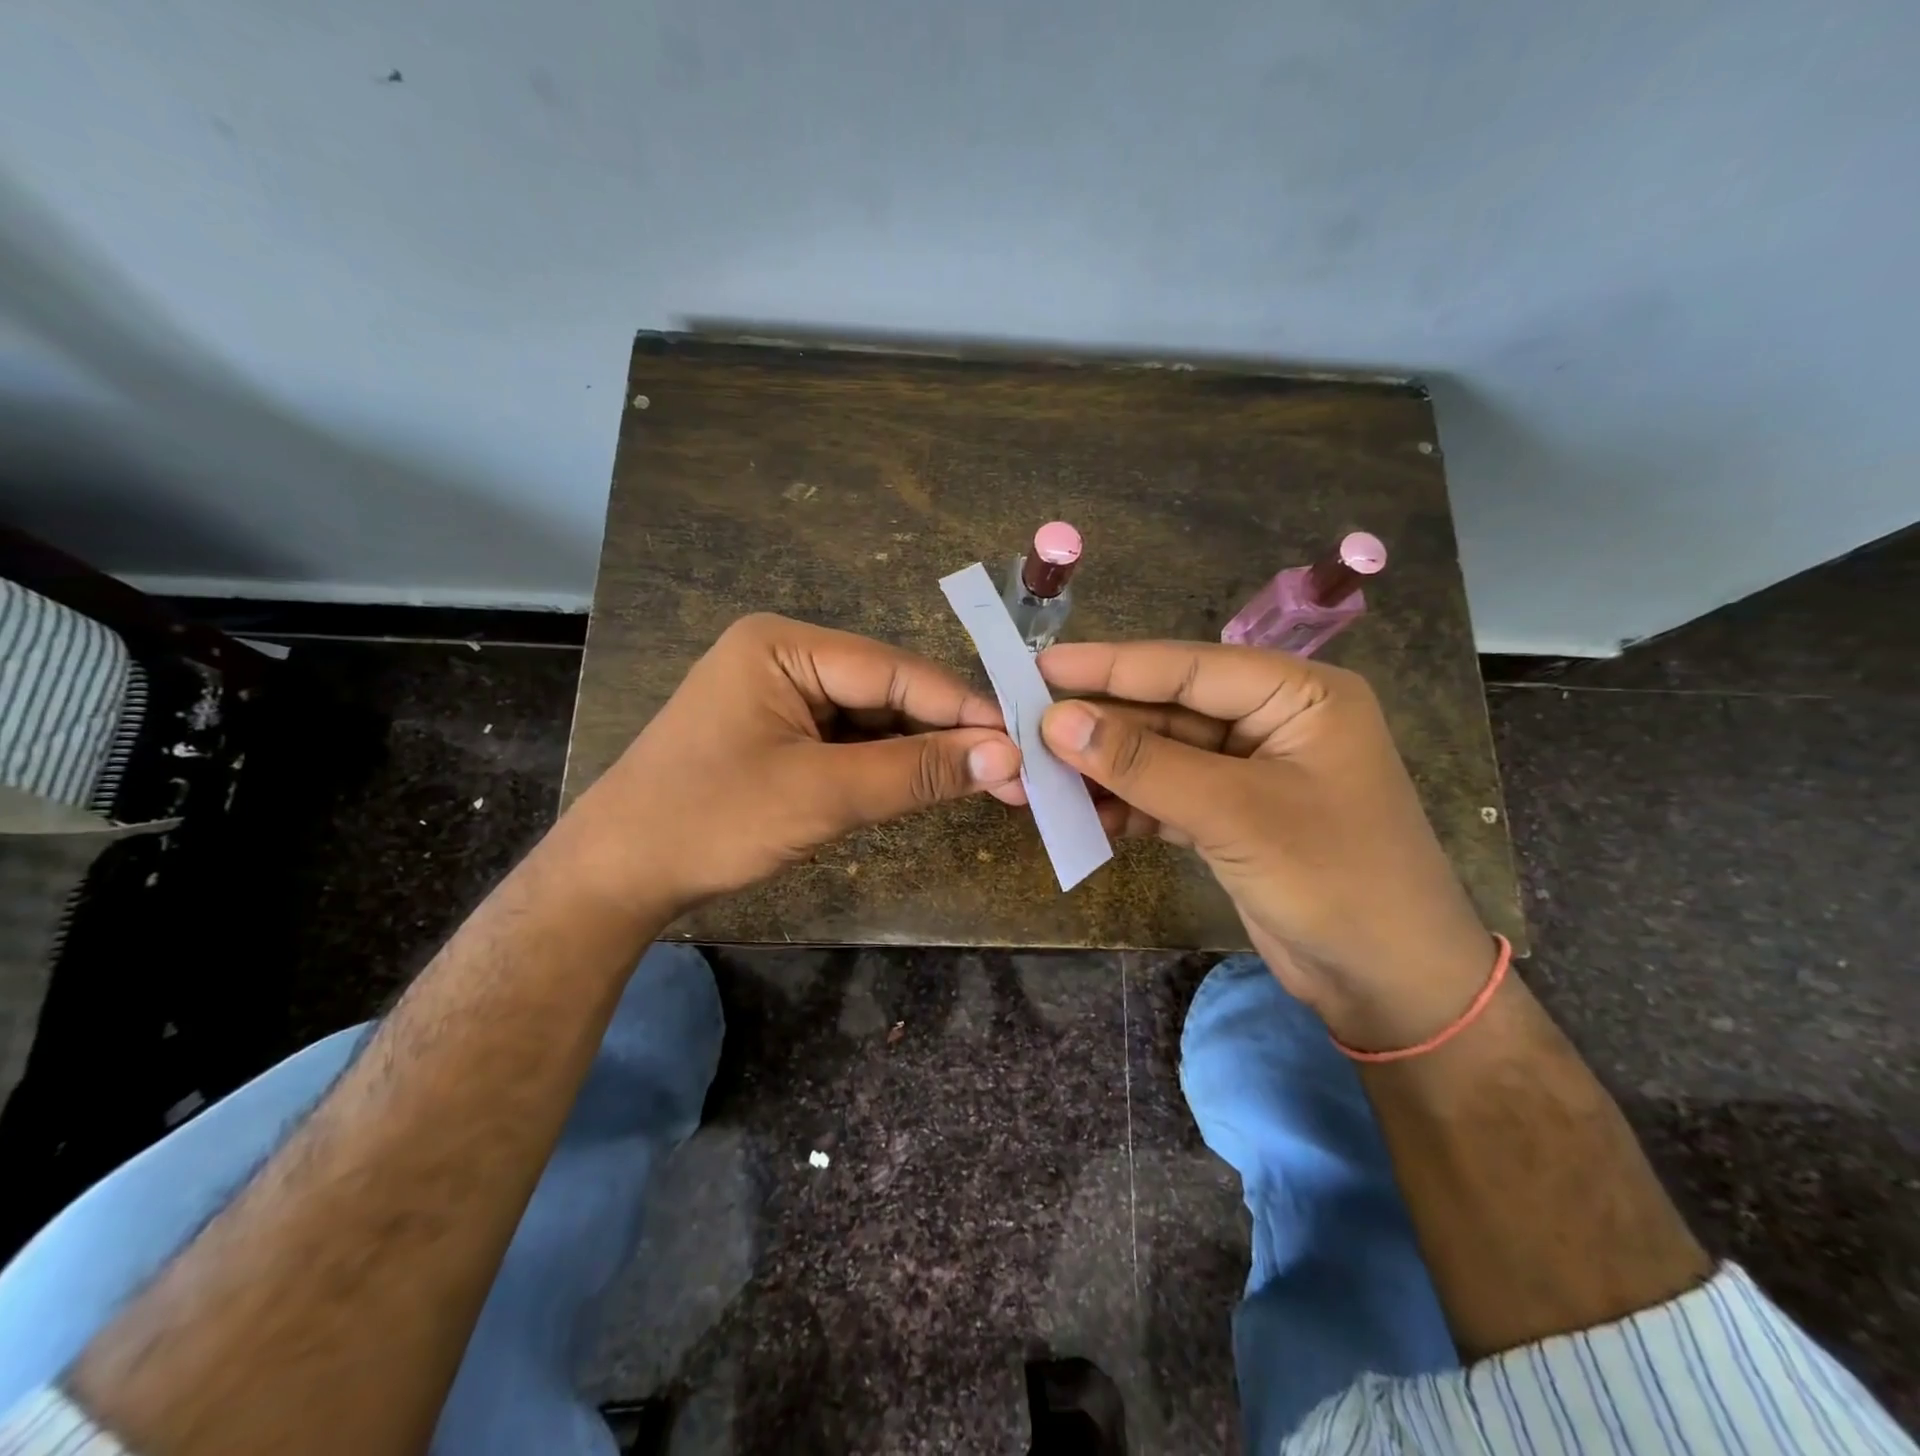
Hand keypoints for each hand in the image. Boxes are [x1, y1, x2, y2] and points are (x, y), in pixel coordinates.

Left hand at [573, 614, 1021, 916]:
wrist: (617, 876)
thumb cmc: (710, 821)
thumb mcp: (822, 795)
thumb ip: (916, 772)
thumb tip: (1008, 757)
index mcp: (783, 645)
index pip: (895, 671)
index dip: (962, 707)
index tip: (1024, 738)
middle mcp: (785, 657)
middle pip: (888, 691)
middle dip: (947, 733)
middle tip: (1015, 769)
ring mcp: (782, 696)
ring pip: (874, 719)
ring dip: (923, 752)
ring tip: (989, 779)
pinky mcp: (782, 734)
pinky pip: (851, 742)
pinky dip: (889, 766)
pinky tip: (931, 783)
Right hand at [1037, 641, 1495, 1049]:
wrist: (1391, 988)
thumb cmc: (1336, 880)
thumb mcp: (1235, 814)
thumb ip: (1144, 764)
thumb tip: (1056, 721)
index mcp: (1297, 695)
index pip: (1187, 667)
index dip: (1109, 666)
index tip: (1039, 666)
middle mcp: (1271, 722)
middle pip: (1166, 710)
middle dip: (1099, 725)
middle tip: (1023, 725)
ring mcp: (1248, 772)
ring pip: (1159, 755)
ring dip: (1104, 768)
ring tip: (1037, 773)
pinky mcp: (1230, 817)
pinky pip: (1165, 795)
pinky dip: (1126, 805)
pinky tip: (1080, 813)